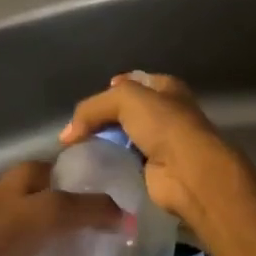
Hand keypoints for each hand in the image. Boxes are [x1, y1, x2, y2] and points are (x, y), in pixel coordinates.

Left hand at [0, 161, 120, 255]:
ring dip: (71, 250)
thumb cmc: (4, 230)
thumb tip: (127, 216)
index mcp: (29, 174)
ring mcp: (10, 227)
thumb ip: (90, 209)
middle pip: (63, 206)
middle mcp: (19, 195)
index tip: (120, 207)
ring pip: (50, 236)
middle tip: (112, 241)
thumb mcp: (52, 211)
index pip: (70, 171)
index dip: (95, 186)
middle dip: (87, 223)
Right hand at [59, 73, 255, 234]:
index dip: (110, 89)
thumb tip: (67, 135)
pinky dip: (109, 164)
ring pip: (123, 137)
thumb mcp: (124, 99)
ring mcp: (160, 142)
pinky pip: (124, 162)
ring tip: (78, 150)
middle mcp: (165, 112)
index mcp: (165, 88)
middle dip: (102, 119)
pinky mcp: (152, 169)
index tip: (88, 105)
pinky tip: (92, 167)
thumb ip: (92, 109)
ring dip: (104, 143)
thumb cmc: (163, 125)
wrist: (188, 172)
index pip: (132, 82)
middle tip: (77, 130)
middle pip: (124, 111)